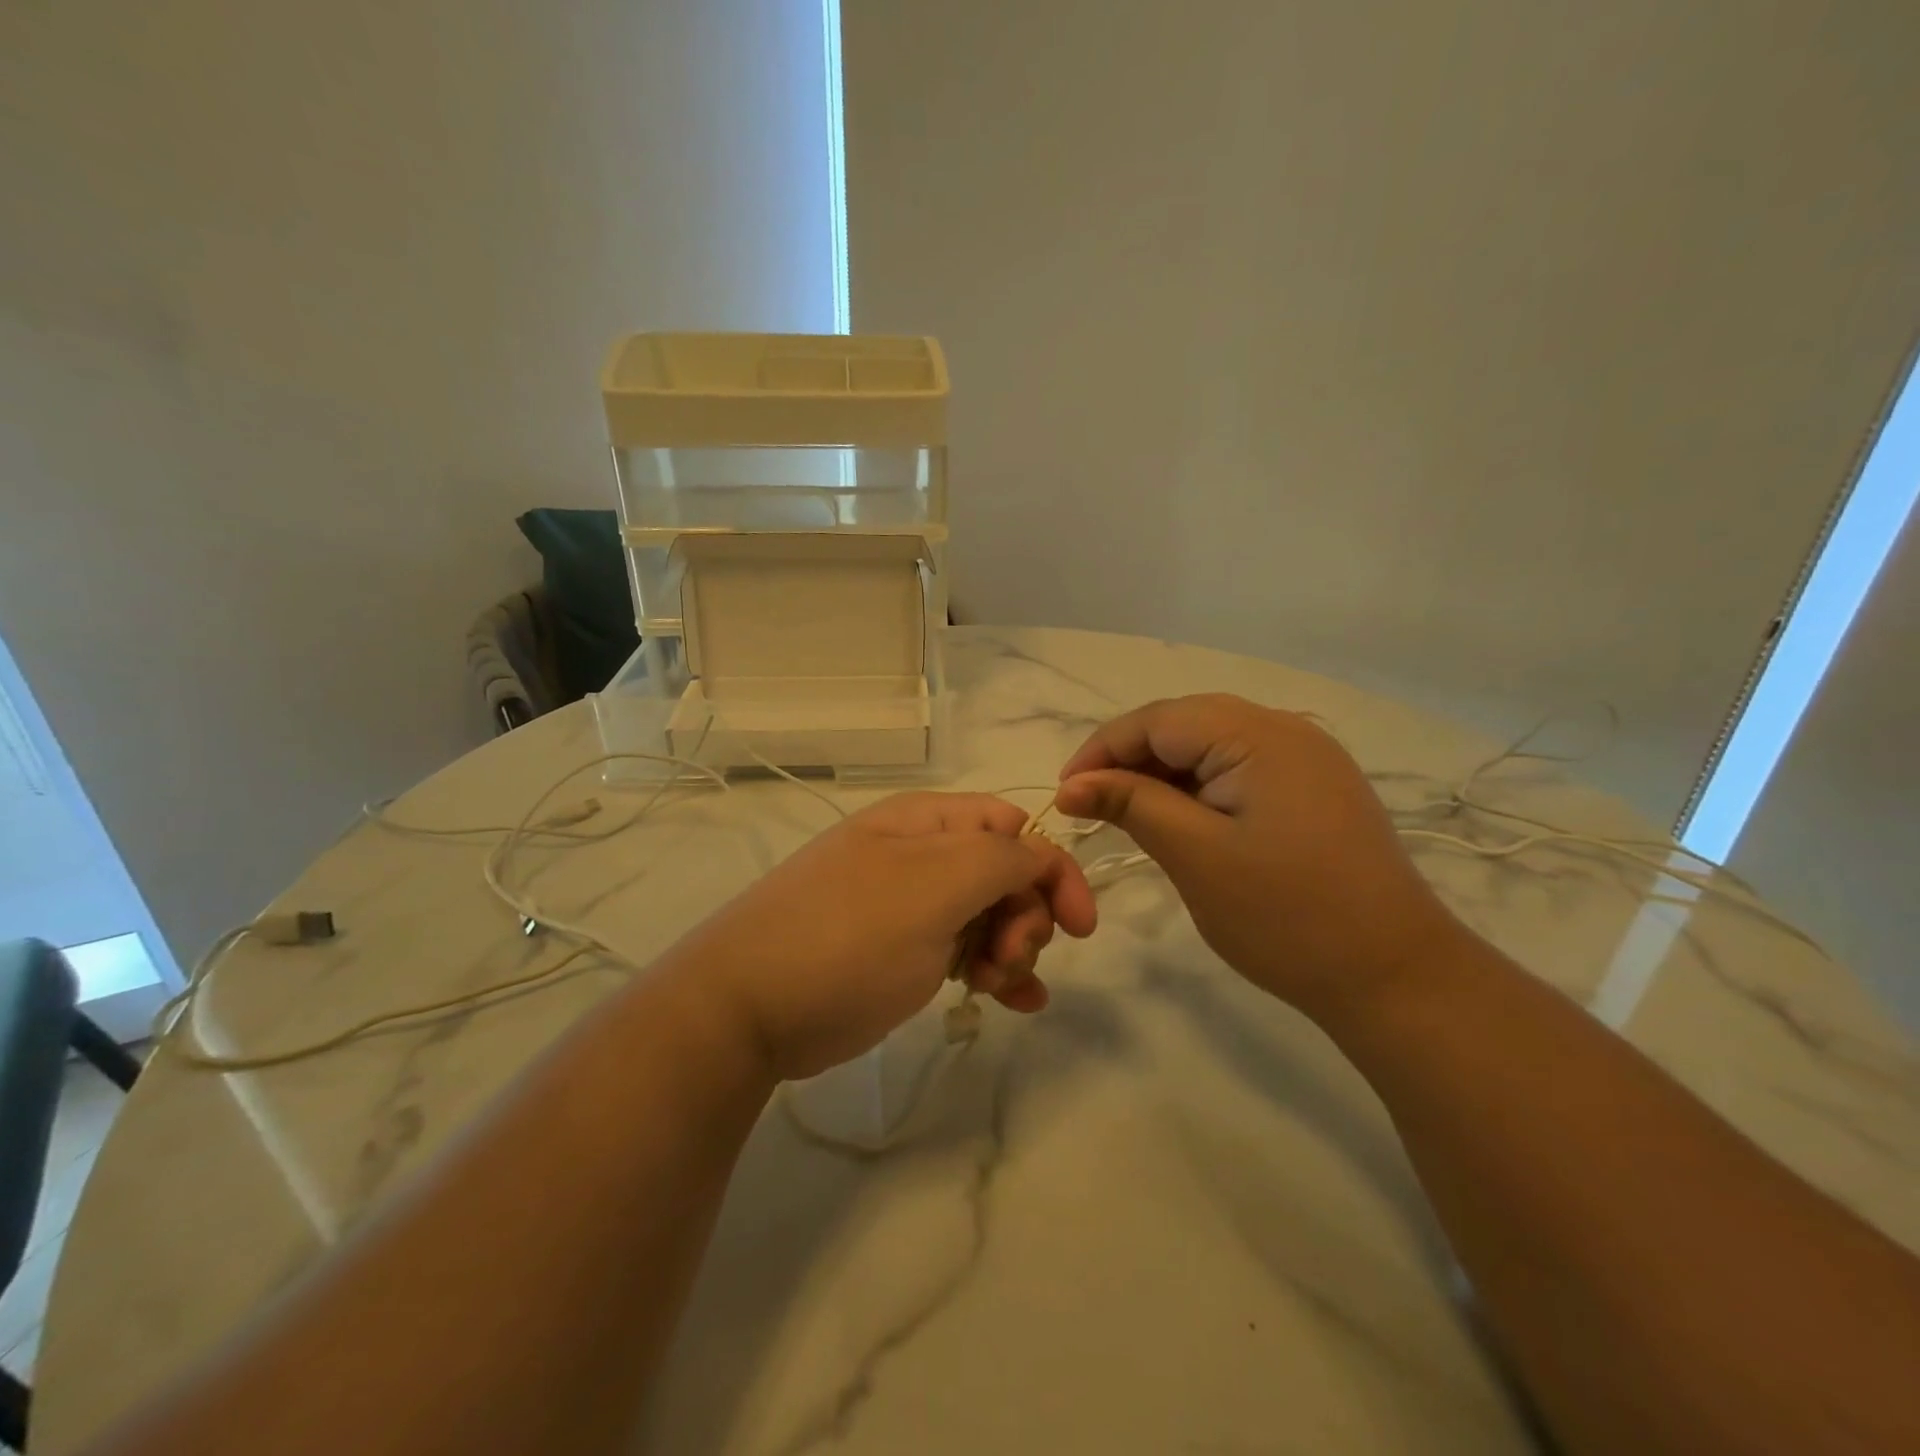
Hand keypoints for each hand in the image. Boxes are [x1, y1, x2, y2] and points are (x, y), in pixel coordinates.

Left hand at [665, 793, 1096, 1080]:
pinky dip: (992, 970)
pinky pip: (962, 949)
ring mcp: (906, 905)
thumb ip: (1000, 858)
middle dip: (1025, 916)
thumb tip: (1040, 853)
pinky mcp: (897, 951)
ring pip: (986, 915)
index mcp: (926, 822)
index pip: (1014, 827)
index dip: (1052, 869)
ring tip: (997, 987)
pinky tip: (1012, 1001)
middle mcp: (918, 855)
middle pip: (1004, 873)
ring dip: (1010, 948)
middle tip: (1008, 959)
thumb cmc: (847, 937)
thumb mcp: (932, 886)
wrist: (746, 1009)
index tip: (1079, 925)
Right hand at [1056, 695, 1461, 1018]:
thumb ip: (1131, 805)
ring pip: (1211, 745)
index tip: (1064, 793)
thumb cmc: (1287, 917)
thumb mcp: (1195, 856)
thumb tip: (1071, 784)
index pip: (1158, 718)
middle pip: (1185, 724)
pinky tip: (1179, 818)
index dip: (1102, 749)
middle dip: (1129, 758)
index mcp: (1260, 735)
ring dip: (1162, 773)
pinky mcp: (1315, 788)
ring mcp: (1307, 758)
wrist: (1396, 977)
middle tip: (1090, 804)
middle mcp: (1287, 730)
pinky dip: (1198, 787)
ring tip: (1126, 813)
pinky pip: (1239, 768)